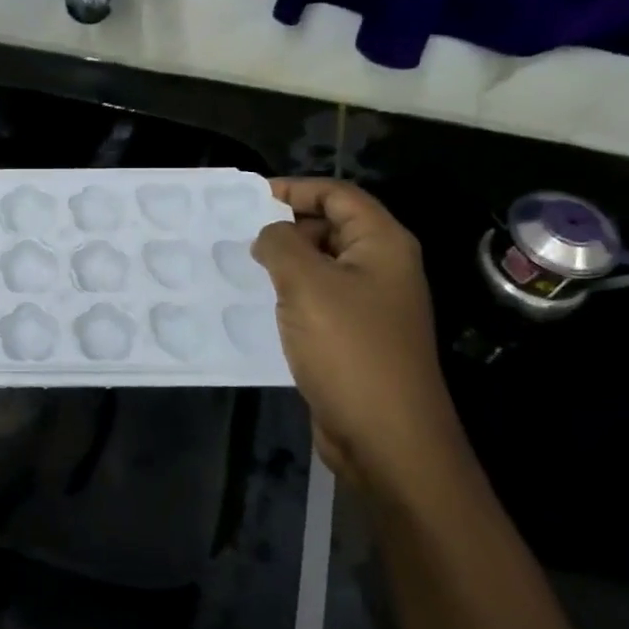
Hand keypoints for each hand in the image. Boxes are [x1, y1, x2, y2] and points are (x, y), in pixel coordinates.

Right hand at [253, 179, 461, 490]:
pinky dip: (291, 295)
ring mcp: (371, 305)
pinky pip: (319, 300)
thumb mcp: (306, 284)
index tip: (249, 199)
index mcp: (382, 244)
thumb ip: (281, 244)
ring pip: (323, 265)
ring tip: (242, 268)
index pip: (338, 195)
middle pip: (332, 226)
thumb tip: (270, 235)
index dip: (296, 189)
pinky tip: (258, 305)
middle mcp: (382, 268)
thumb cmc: (349, 349)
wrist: (387, 438)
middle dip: (288, 226)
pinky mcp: (356, 337)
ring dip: (285, 263)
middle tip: (240, 237)